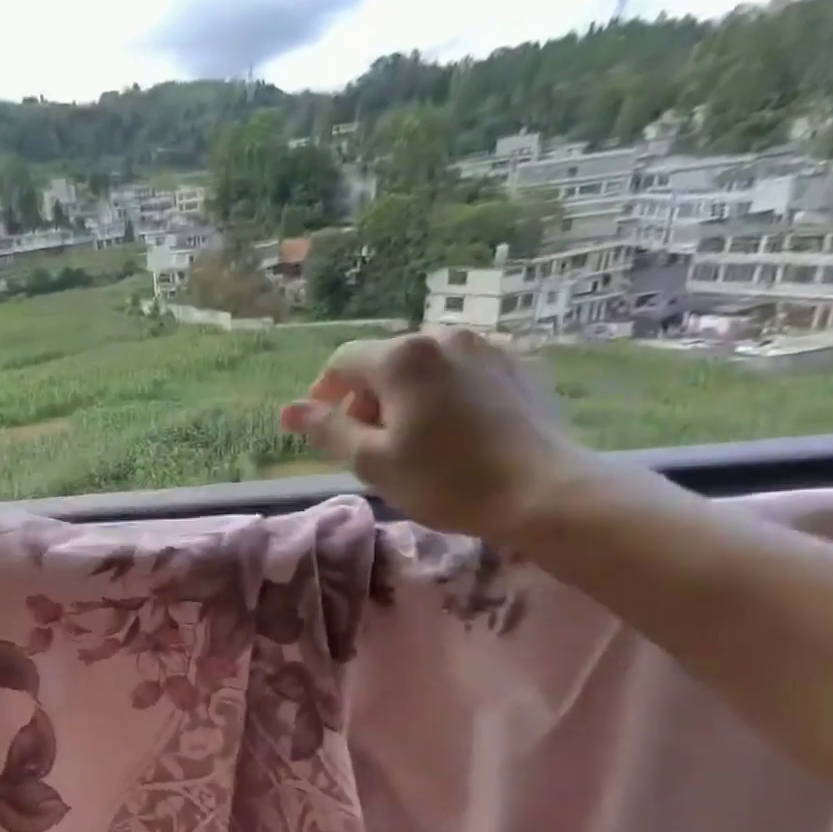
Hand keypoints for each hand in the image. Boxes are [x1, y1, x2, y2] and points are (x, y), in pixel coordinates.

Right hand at [280, 329, 596, 541]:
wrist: (544, 493)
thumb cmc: (446, 481)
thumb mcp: (372, 462)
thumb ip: (327, 430)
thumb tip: (288, 410)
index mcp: (402, 358)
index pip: (342, 361)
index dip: (324, 393)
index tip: (325, 430)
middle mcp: (444, 338)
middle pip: (385, 362)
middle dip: (368, 398)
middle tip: (370, 447)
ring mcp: (488, 349)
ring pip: (426, 366)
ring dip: (406, 397)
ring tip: (414, 441)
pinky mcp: (520, 367)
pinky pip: (463, 374)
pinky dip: (445, 396)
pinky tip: (455, 433)